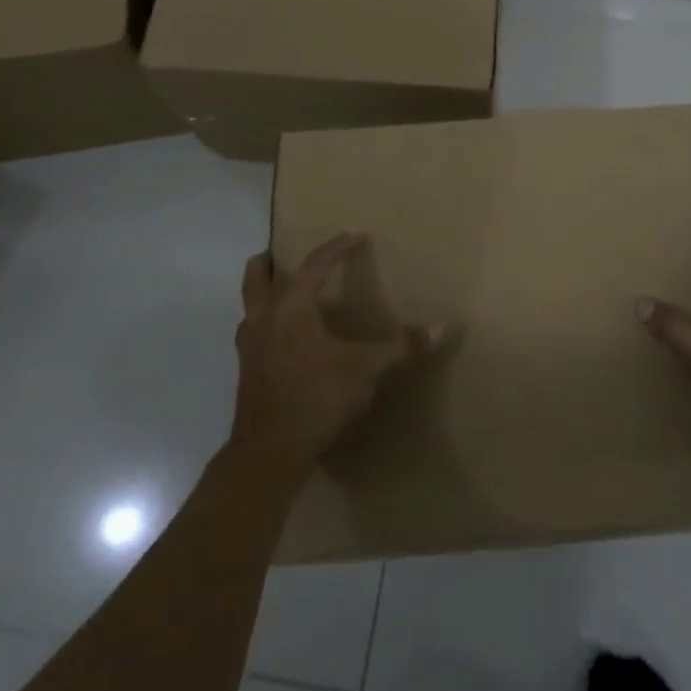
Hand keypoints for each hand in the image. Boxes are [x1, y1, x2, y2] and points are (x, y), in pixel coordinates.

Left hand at [230, 233, 446, 471]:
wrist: (268, 454)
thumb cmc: (317, 397)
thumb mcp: (365, 370)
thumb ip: (401, 347)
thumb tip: (444, 327)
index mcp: (292, 307)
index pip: (314, 264)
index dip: (336, 248)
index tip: (355, 236)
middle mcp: (265, 319)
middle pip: (256, 277)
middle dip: (268, 263)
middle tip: (280, 254)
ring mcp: (250, 348)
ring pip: (250, 308)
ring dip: (263, 296)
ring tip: (283, 296)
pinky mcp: (246, 375)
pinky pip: (252, 336)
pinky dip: (265, 327)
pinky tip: (282, 343)